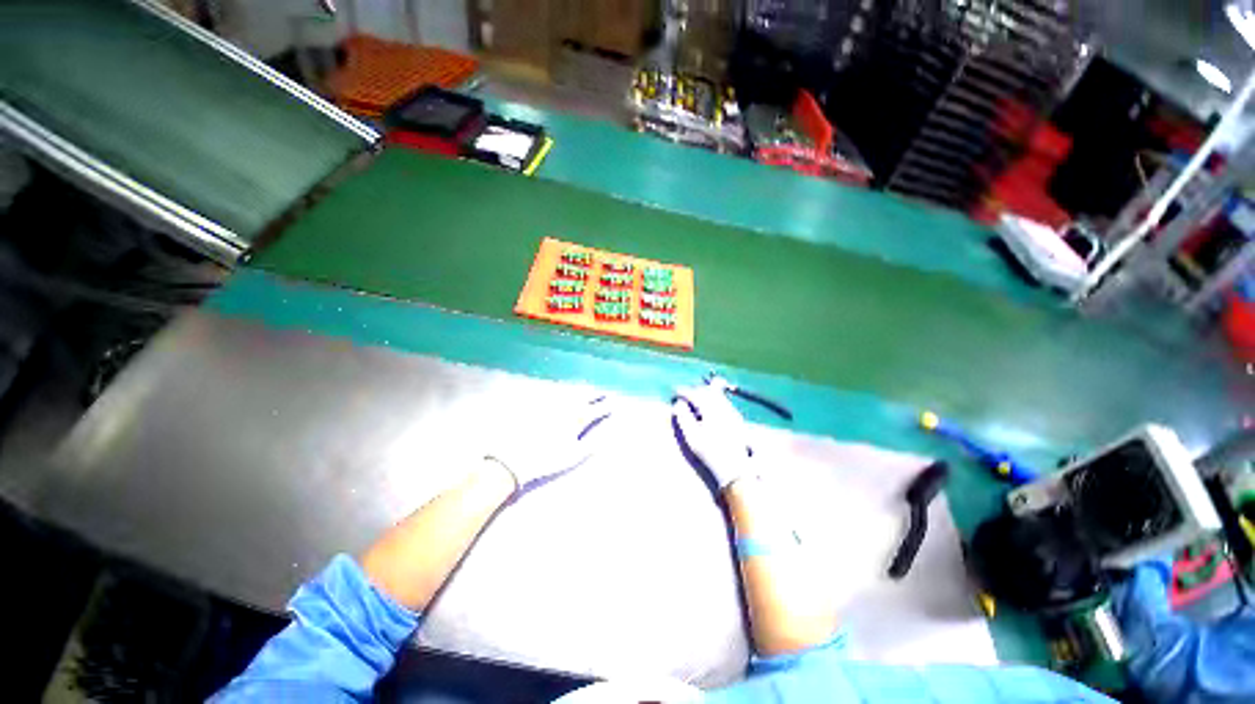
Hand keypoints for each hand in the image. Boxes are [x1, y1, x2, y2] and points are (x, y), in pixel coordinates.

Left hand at [484, 395, 615, 491]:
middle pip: (584, 395)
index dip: (606, 406)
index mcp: (577, 418)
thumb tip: (608, 435)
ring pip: (570, 392)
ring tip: (587, 390)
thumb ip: (592, 444)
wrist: (513, 457)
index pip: (597, 409)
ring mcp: (551, 403)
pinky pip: (555, 393)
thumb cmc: (546, 459)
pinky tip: (565, 393)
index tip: (613, 404)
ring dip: (581, 390)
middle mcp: (566, 406)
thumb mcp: (573, 455)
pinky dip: (564, 392)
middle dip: (595, 394)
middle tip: (602, 393)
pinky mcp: (537, 404)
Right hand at [672, 383, 757, 490]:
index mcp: (711, 410)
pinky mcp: (737, 418)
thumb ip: (683, 418)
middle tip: (684, 395)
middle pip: (707, 390)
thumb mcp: (692, 437)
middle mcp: (723, 406)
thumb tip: (678, 404)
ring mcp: (732, 411)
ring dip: (705, 393)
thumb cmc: (710, 453)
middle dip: (694, 390)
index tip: (674, 392)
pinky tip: (709, 409)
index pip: (695, 394)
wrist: (735, 468)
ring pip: (717, 394)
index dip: (683, 391)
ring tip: (695, 400)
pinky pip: (723, 401)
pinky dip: (714, 399)